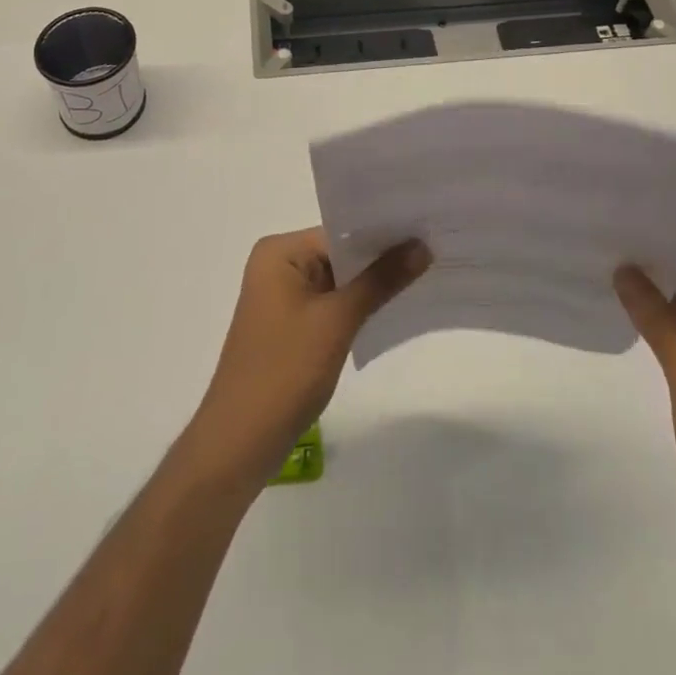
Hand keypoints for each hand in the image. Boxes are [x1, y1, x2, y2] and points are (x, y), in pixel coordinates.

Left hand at [187, 228, 429, 490]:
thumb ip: (380, 280)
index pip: (341, 231)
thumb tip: (422, 245)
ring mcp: (283, 297)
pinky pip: (332, 304)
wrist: (240, 443)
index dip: (384, 233)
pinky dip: (359, 307)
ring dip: (374, 284)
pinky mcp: (291, 326)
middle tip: (435, 250)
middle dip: (383, 259)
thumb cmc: (284, 371)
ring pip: (340, 280)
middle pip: (341, 253)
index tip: (428, 231)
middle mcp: (278, 265)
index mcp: (279, 252)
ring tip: (426, 275)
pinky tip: (396, 307)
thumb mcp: (337, 321)